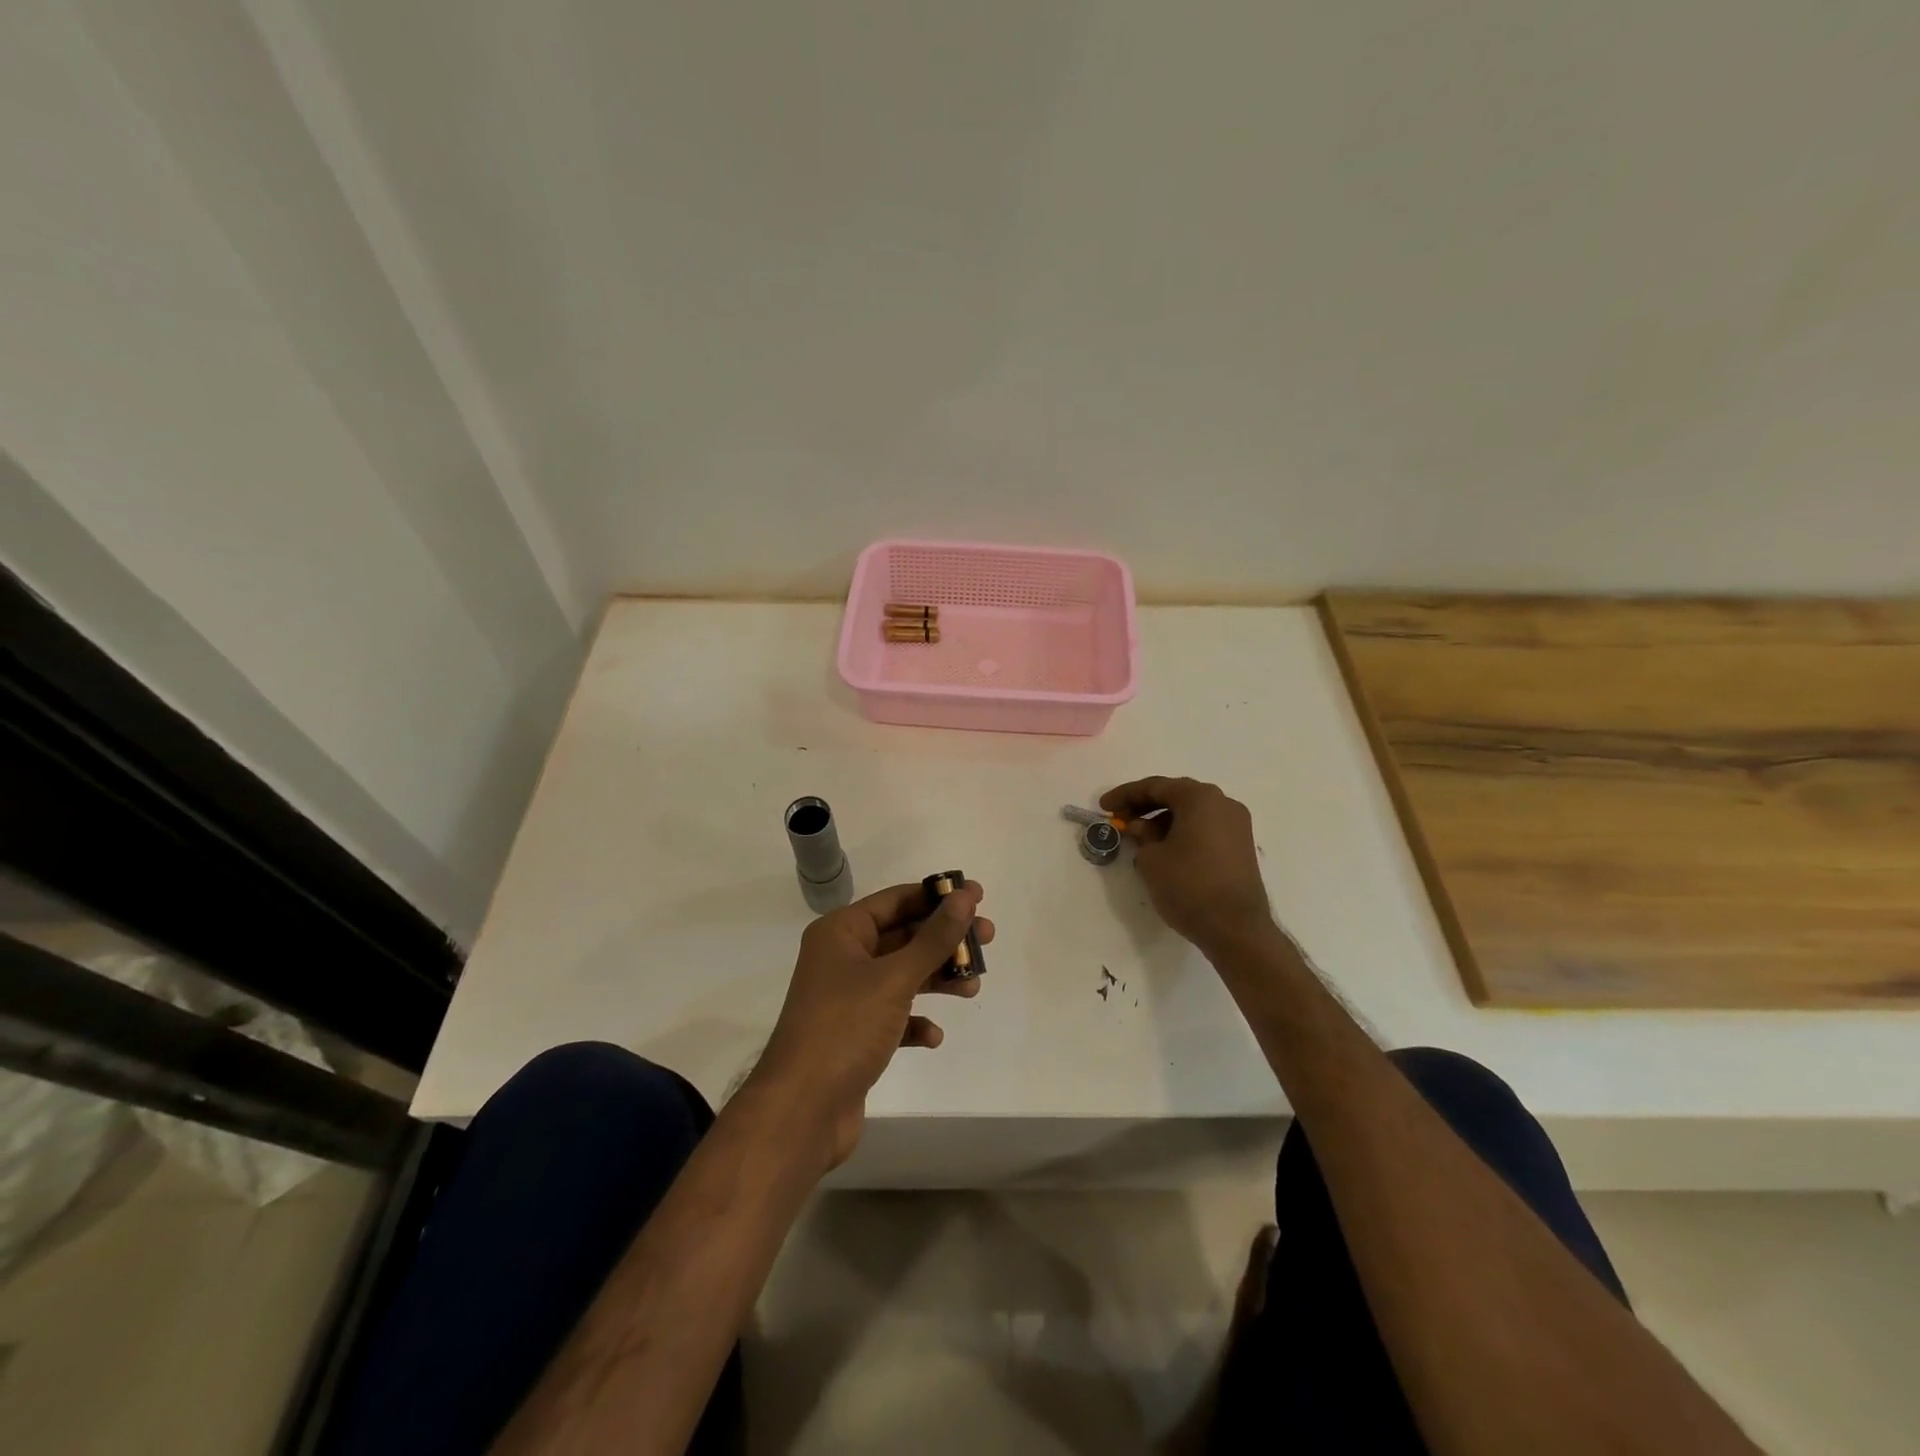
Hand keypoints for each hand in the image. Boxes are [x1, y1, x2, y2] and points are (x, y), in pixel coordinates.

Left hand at [751, 881, 990, 1170]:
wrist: (801, 1111)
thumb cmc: (845, 1028)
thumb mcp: (895, 978)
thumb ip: (934, 938)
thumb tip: (964, 897)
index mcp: (841, 932)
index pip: (895, 900)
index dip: (937, 896)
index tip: (978, 896)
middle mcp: (841, 958)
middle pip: (902, 936)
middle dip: (944, 939)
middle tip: (987, 939)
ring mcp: (847, 998)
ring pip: (902, 975)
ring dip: (937, 978)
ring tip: (972, 987)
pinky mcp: (854, 1035)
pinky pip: (894, 1016)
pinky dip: (915, 1021)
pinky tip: (933, 1035)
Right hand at [1102, 777, 1271, 952]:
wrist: (1236, 928)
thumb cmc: (1188, 886)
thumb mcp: (1152, 859)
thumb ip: (1141, 836)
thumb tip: (1141, 828)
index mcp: (1200, 798)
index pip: (1155, 787)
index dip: (1125, 795)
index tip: (1104, 806)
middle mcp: (1223, 803)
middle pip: (1176, 795)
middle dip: (1145, 805)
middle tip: (1120, 818)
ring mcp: (1237, 825)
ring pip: (1192, 812)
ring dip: (1163, 819)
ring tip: (1140, 837)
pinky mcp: (1241, 846)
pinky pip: (1205, 827)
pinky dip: (1182, 831)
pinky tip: (1165, 848)